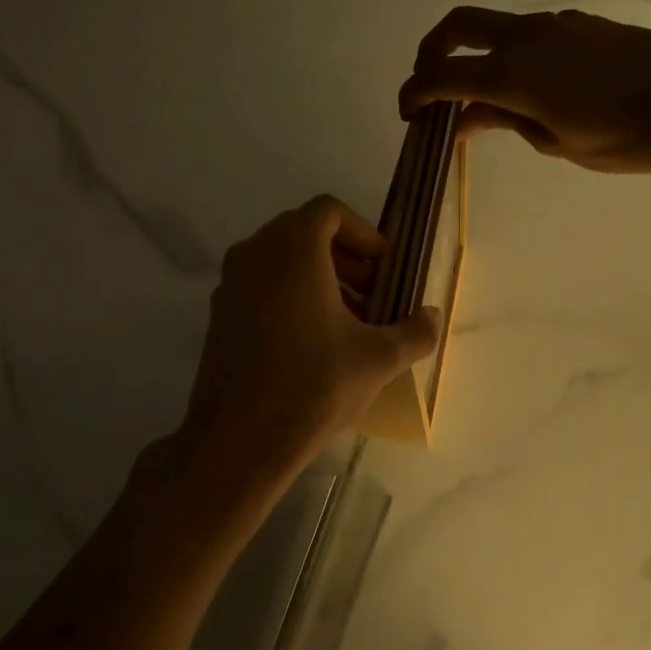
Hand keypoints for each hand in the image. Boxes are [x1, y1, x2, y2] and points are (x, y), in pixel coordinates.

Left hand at [173, 196, 439, 491]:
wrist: (239, 438)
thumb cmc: (314, 385)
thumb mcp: (378, 359)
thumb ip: (415, 332)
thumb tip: (432, 316)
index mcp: (293, 249)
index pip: (328, 212)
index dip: (363, 233)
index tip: (383, 267)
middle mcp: (255, 254)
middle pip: (303, 233)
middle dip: (344, 258)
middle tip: (371, 294)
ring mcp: (230, 284)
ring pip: (279, 261)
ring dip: (317, 278)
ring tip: (347, 322)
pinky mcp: (218, 315)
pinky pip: (259, 286)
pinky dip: (288, 296)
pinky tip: (311, 343)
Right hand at [398, 5, 650, 174]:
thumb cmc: (622, 137)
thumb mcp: (554, 141)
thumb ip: (504, 120)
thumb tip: (466, 116)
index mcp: (512, 71)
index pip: (443, 75)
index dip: (415, 92)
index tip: (407, 112)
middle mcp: (527, 36)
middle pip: (459, 26)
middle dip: (431, 52)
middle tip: (427, 84)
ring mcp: (557, 24)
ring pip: (497, 28)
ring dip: (475, 53)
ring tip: (482, 97)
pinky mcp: (583, 24)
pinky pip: (530, 33)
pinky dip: (510, 54)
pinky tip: (529, 87)